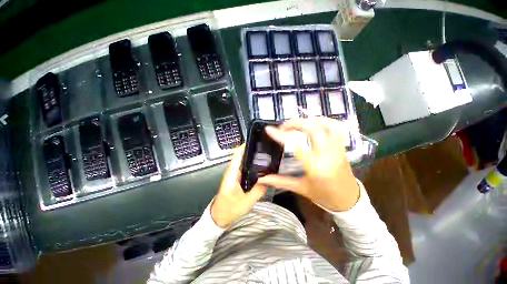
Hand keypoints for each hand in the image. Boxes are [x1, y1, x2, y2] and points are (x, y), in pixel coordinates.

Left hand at [211, 144, 266, 227]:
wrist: (219, 217)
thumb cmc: (228, 210)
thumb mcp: (245, 202)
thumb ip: (257, 191)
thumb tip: (269, 180)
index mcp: (232, 174)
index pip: (237, 154)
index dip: (245, 146)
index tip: (256, 142)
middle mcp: (232, 171)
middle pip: (242, 156)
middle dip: (253, 151)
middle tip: (267, 150)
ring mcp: (235, 174)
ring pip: (244, 162)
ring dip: (254, 158)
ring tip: (267, 157)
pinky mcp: (237, 178)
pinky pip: (246, 168)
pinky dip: (253, 166)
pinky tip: (262, 168)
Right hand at [258, 117, 359, 211]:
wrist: (349, 200)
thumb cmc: (324, 196)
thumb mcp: (300, 188)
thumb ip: (280, 182)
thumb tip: (261, 179)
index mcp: (316, 167)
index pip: (296, 146)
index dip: (281, 136)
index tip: (269, 129)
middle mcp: (328, 154)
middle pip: (312, 129)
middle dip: (295, 123)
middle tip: (283, 126)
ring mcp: (337, 148)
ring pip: (326, 124)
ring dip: (310, 120)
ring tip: (298, 124)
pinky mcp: (342, 146)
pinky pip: (336, 127)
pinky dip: (324, 121)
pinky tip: (314, 123)